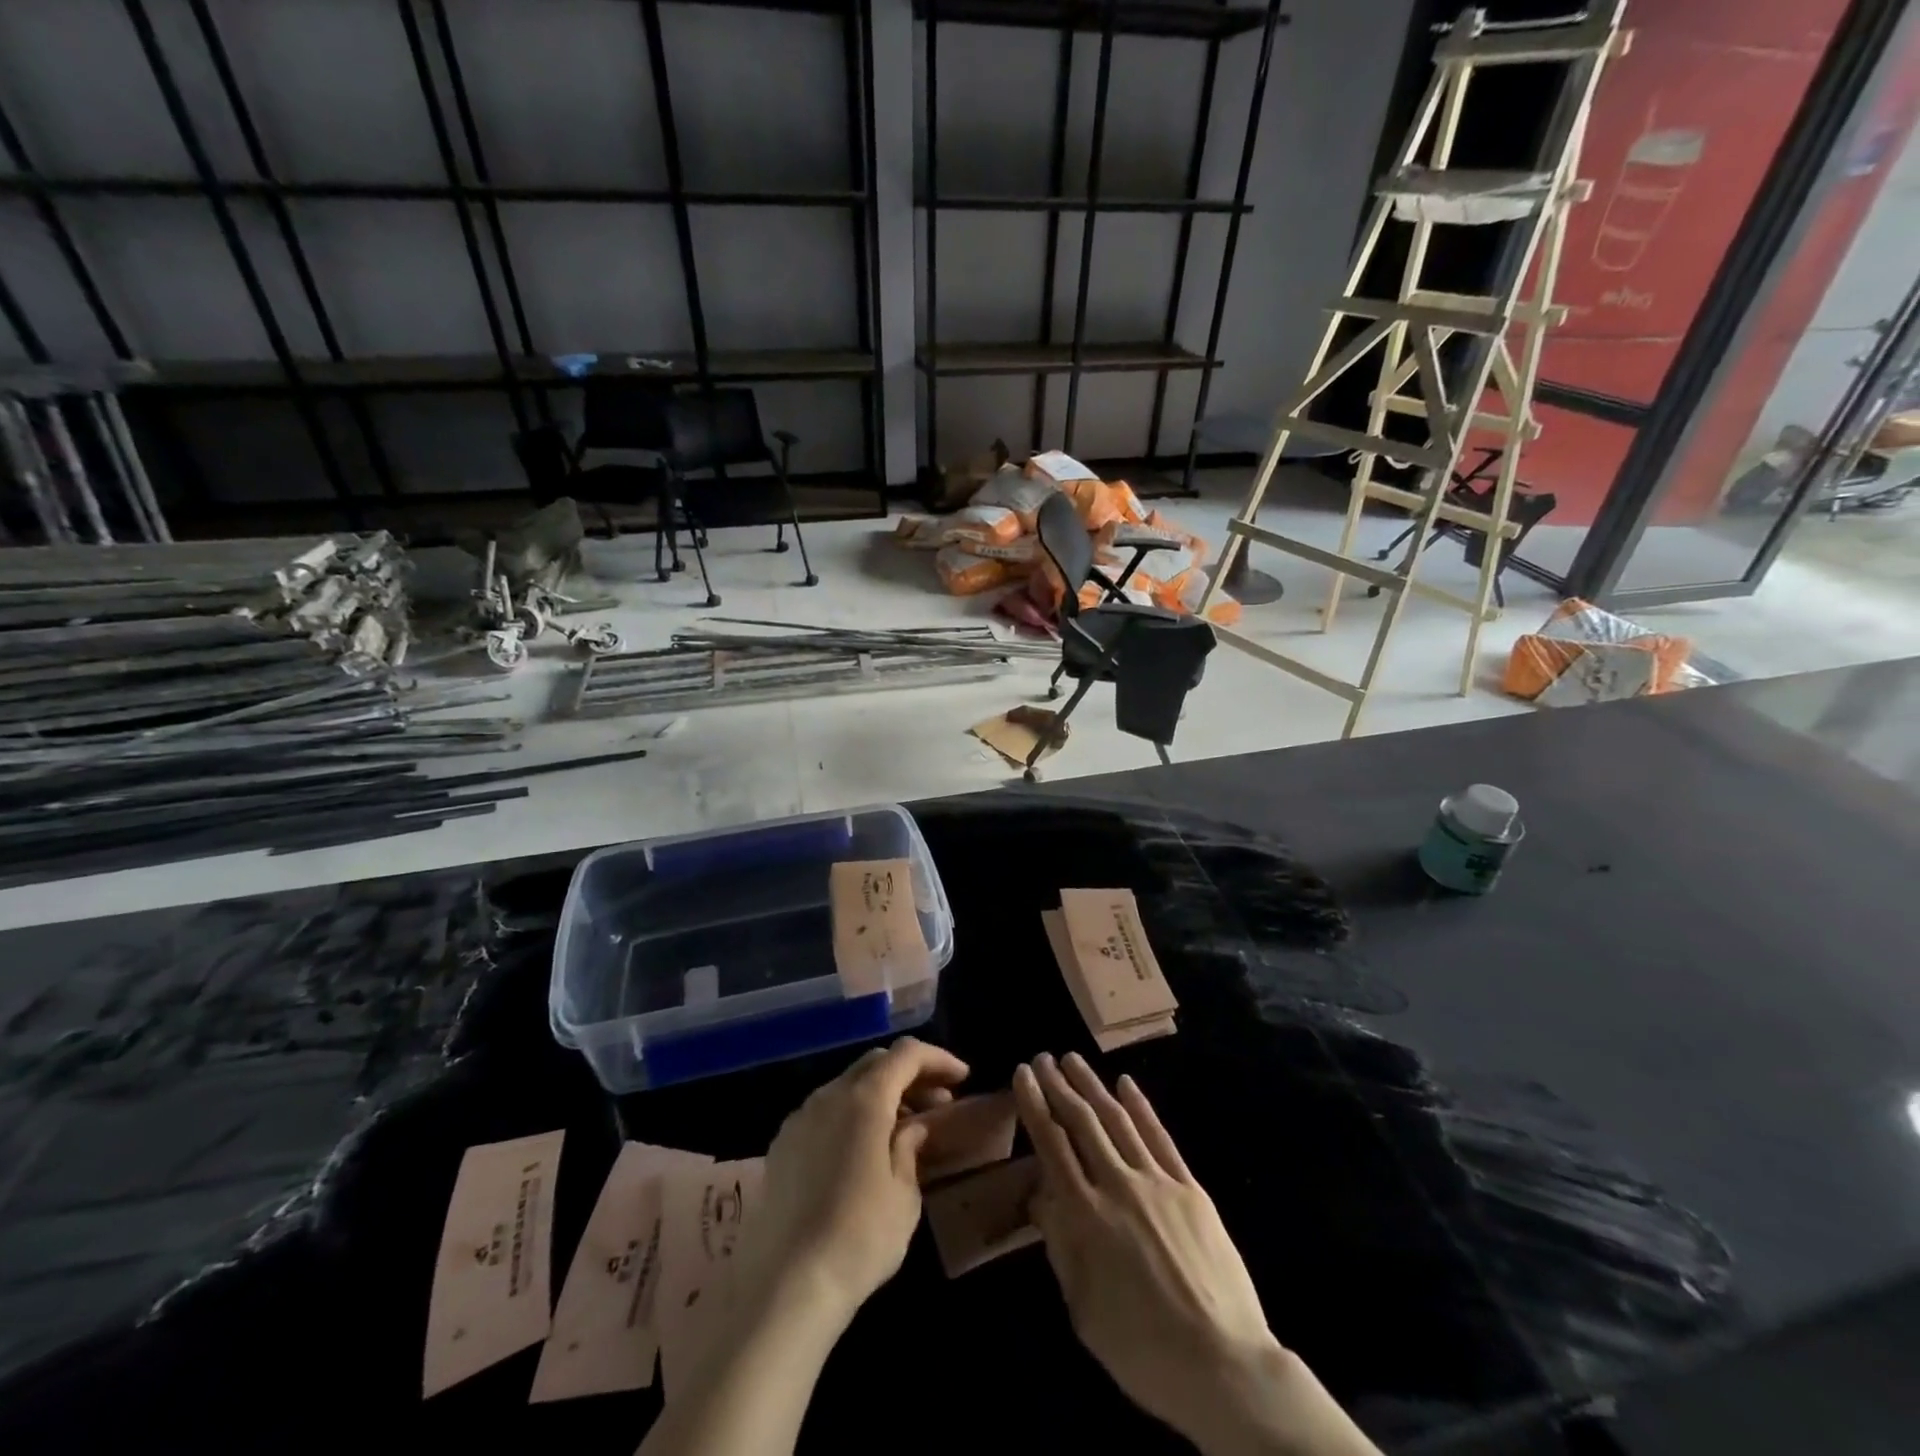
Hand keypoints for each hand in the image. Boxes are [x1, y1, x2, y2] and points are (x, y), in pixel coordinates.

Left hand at [734, 1037, 967, 1331]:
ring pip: (847, 1085)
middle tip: (938, 1102)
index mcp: (864, 1098)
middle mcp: (828, 1095)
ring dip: (880, 1094)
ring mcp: (800, 1118)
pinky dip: (852, 1115)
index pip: (906, 1054)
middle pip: (875, 1063)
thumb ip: (911, 1146)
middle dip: (910, 1074)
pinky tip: (863, 1150)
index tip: (963, 1078)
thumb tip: (913, 1126)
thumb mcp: (904, 1193)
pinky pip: (824, 1111)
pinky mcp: (781, 1145)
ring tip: (903, 1127)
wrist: (787, 1288)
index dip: (938, 1059)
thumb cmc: (860, 1238)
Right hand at [1013, 1053, 1379, 1455]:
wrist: (1223, 1366)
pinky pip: (1160, 1137)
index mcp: (1087, 1216)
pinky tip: (1126, 1084)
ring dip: (1093, 1086)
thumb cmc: (1143, 1349)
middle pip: (1082, 1123)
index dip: (1035, 1105)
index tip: (1022, 1075)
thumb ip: (1061, 1245)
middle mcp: (1118, 1186)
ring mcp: (1158, 1182)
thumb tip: (1043, 1196)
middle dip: (1059, 1086)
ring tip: (1074, 1060)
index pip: (1052, 1144)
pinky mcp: (1190, 1189)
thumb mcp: (1084, 1309)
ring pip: (1117, 1120)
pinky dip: (1141, 1107)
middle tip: (1043, 1058)